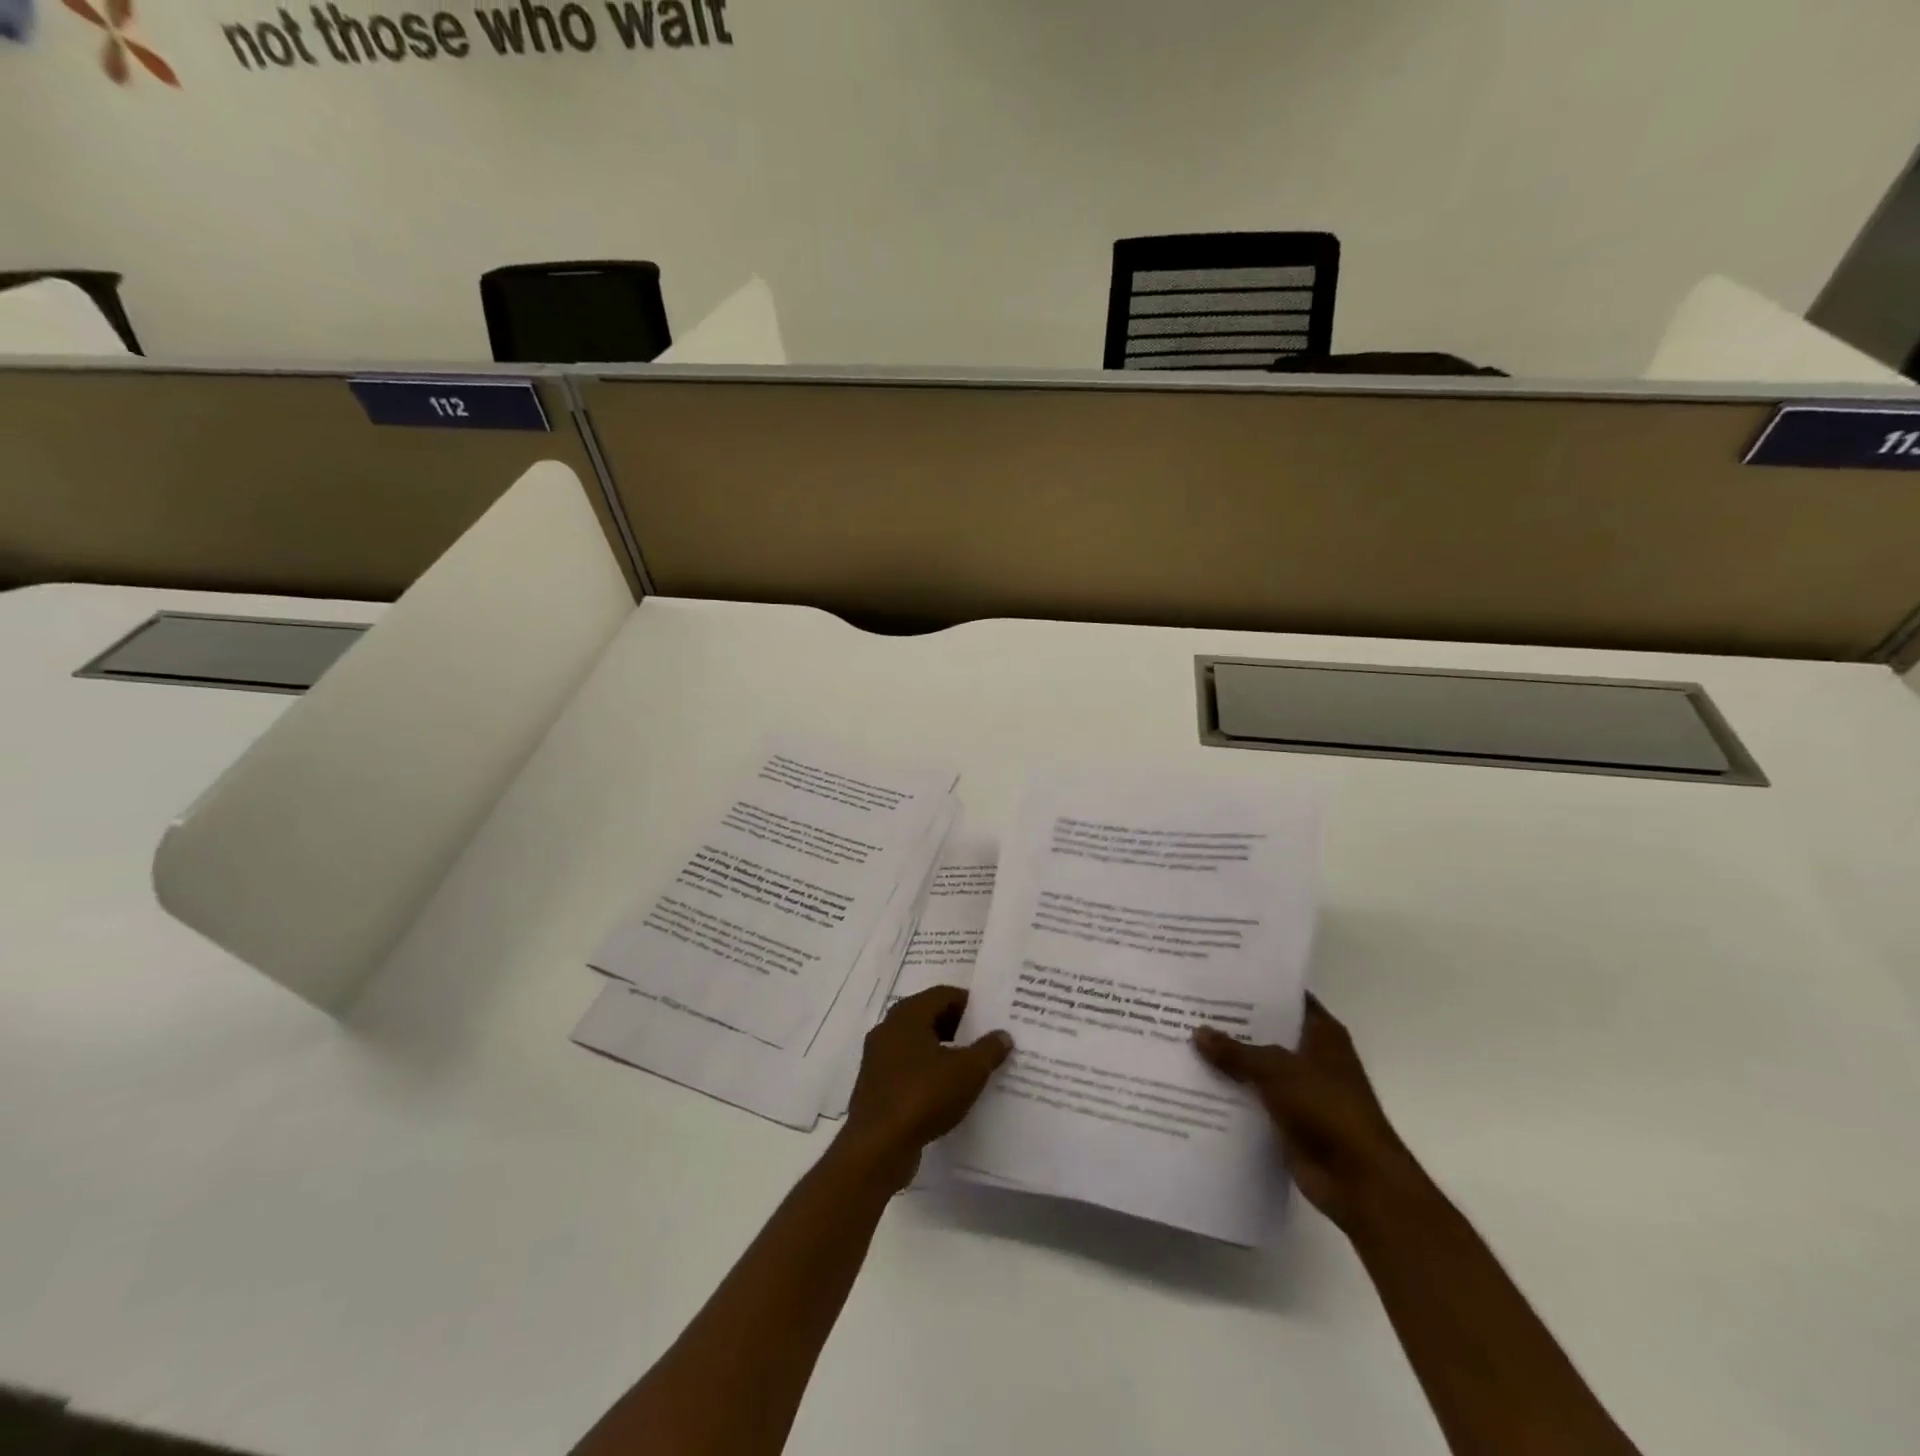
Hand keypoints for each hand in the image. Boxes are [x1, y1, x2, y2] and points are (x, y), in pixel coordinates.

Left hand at [843, 986, 1013, 1188]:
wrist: (878, 1146)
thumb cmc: (923, 1095)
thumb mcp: (968, 1071)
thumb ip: (988, 1049)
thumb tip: (1003, 1035)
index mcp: (908, 1014)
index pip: (943, 994)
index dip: (969, 1003)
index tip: (992, 1017)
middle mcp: (889, 1028)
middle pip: (928, 1016)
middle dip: (958, 1026)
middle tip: (985, 1039)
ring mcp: (878, 1057)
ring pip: (917, 1043)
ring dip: (943, 1050)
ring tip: (971, 1066)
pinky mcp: (875, 1085)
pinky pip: (907, 1067)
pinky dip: (928, 1071)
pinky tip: (947, 1091)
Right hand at [1194, 995, 1420, 1232]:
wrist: (1358, 1181)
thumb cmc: (1326, 1109)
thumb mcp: (1276, 1070)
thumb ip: (1236, 1051)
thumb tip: (1197, 1032)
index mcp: (1321, 1034)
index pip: (1286, 998)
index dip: (1255, 987)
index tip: (1217, 978)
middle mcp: (1312, 1057)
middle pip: (1267, 1032)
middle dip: (1232, 1024)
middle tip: (1189, 1007)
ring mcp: (1301, 1090)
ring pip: (1256, 1068)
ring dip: (1228, 1062)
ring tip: (1183, 1041)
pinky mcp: (1289, 1121)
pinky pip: (1253, 1100)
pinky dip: (1231, 1095)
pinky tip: (1196, 1083)